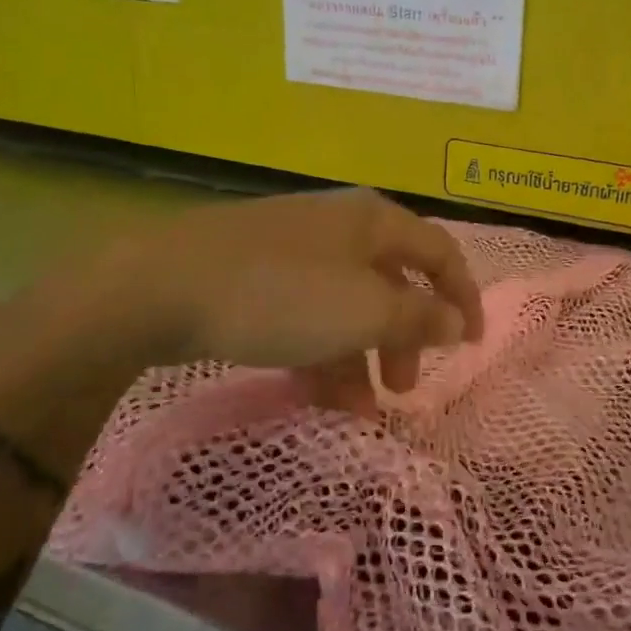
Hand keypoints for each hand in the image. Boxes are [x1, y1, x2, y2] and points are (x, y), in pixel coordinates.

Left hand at [91, 189, 484, 405]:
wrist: (159, 285)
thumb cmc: (282, 295)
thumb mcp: (364, 312)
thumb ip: (419, 318)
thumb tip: (458, 321)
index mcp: (373, 221)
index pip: (440, 252)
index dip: (464, 297)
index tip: (471, 345)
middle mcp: (338, 226)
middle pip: (391, 284)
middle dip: (403, 340)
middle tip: (402, 389)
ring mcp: (293, 247)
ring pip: (346, 305)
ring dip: (359, 357)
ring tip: (352, 409)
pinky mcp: (254, 273)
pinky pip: (306, 313)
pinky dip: (319, 350)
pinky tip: (311, 391)